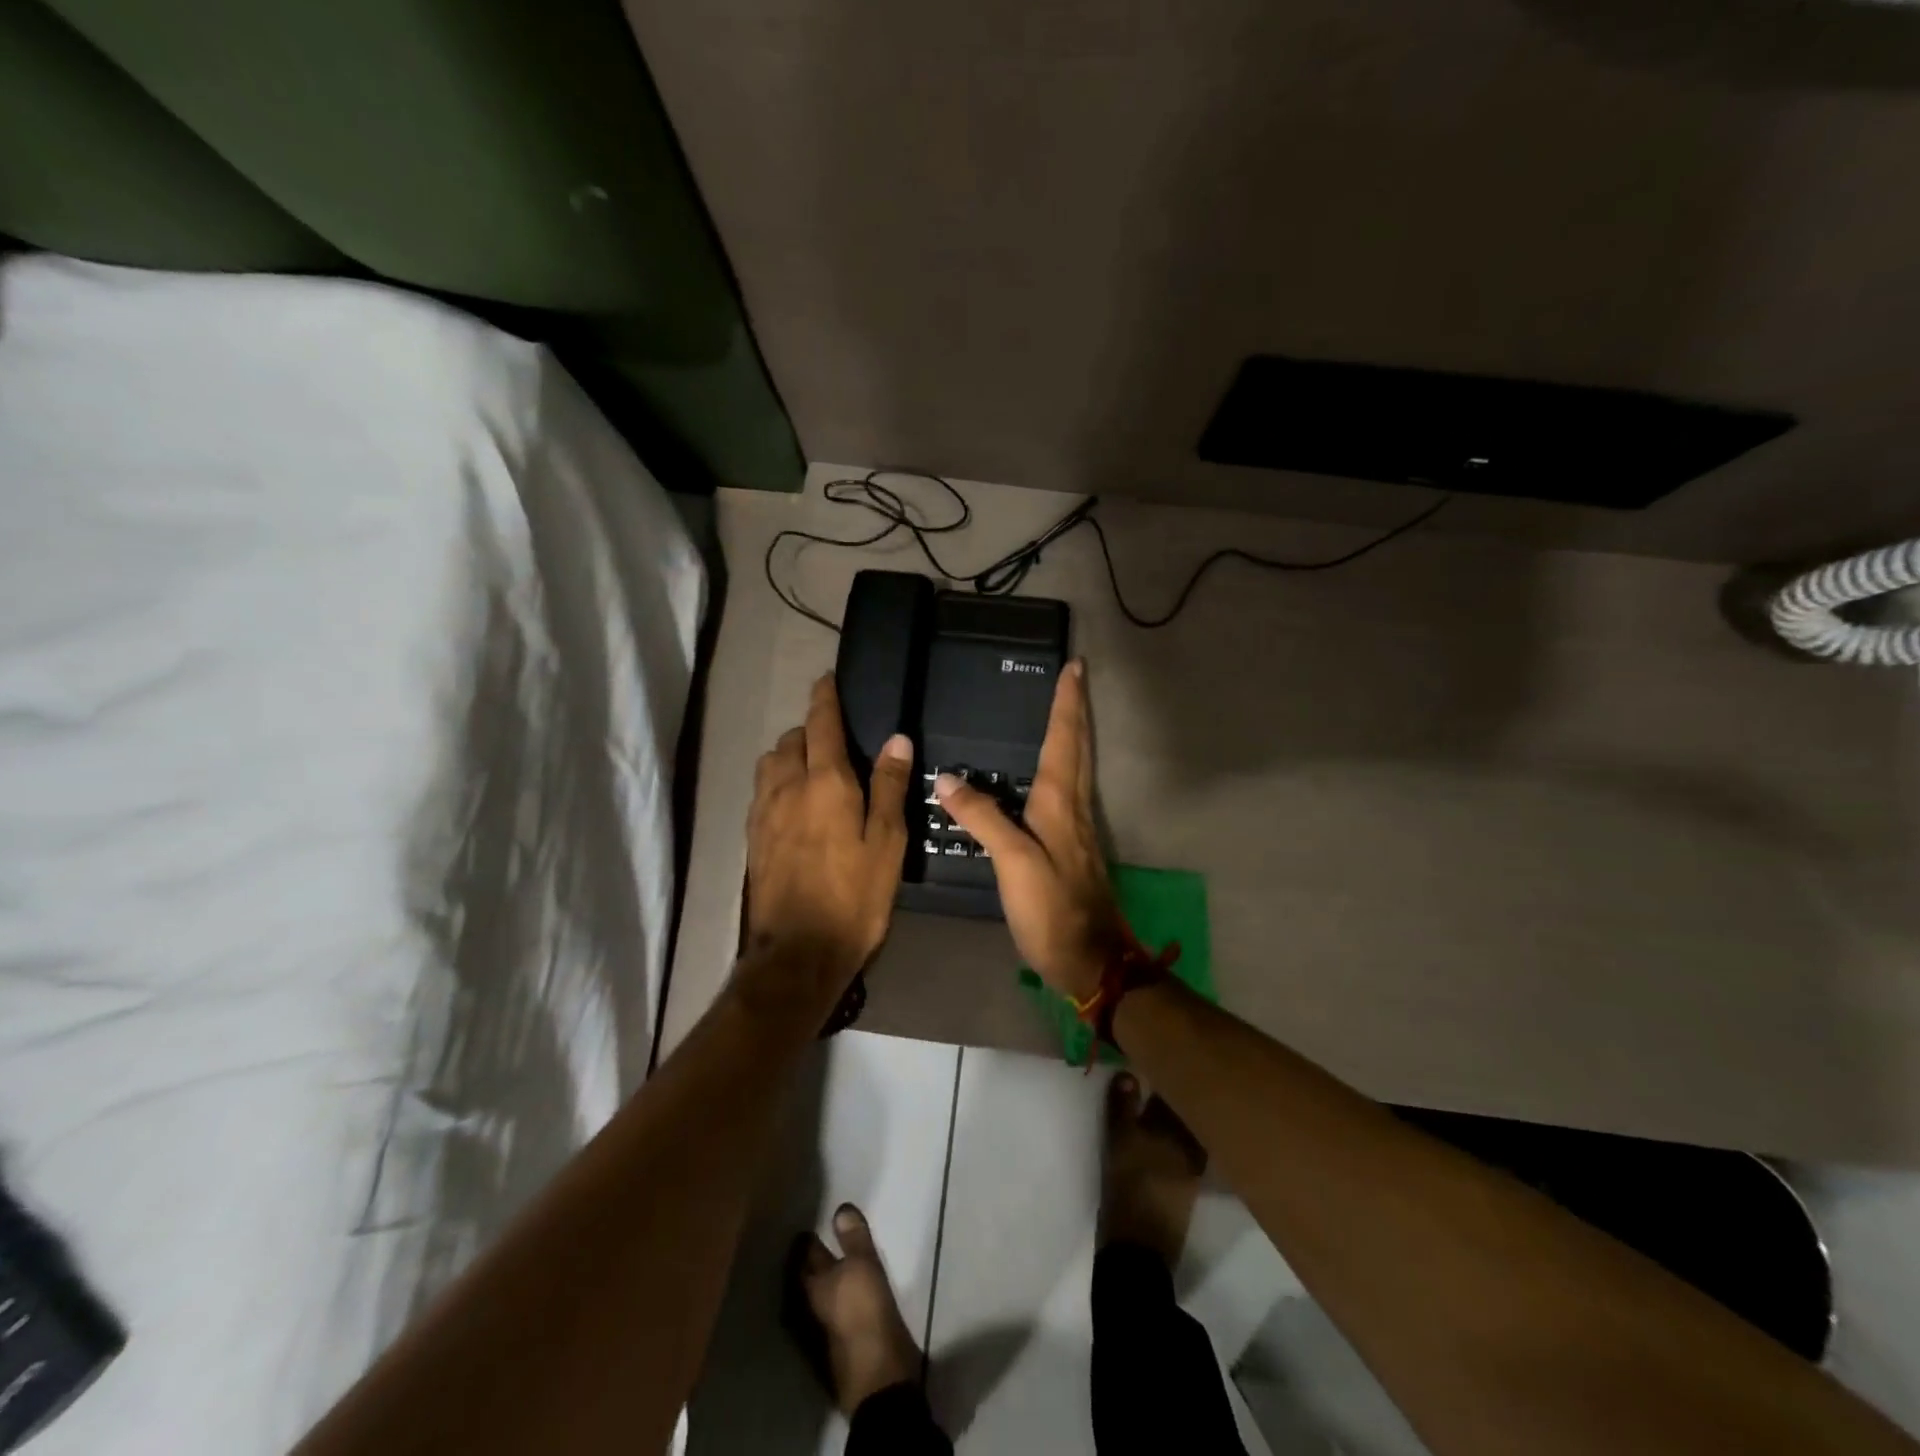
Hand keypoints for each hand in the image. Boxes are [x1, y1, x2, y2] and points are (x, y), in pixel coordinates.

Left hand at [745, 675, 912, 992]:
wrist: (798, 952)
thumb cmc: (855, 897)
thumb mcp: (887, 843)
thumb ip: (889, 787)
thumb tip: (896, 739)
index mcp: (825, 783)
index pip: (821, 724)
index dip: (824, 698)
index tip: (827, 679)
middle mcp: (787, 787)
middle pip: (791, 740)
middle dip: (809, 730)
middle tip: (835, 741)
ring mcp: (763, 813)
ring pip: (770, 764)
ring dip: (789, 755)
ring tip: (813, 771)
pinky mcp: (752, 838)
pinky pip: (762, 791)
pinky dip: (777, 782)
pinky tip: (794, 805)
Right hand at [935, 660, 1127, 1001]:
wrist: (1091, 958)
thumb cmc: (1052, 908)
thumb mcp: (1012, 862)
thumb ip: (983, 818)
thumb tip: (947, 778)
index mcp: (1061, 802)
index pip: (1065, 740)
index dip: (1067, 703)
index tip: (1074, 667)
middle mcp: (1074, 807)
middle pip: (1079, 747)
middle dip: (1076, 709)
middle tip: (1076, 677)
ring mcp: (1078, 828)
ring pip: (1078, 767)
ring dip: (1074, 733)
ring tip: (1065, 710)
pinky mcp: (1073, 847)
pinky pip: (1069, 791)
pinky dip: (1065, 765)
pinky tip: (1051, 773)